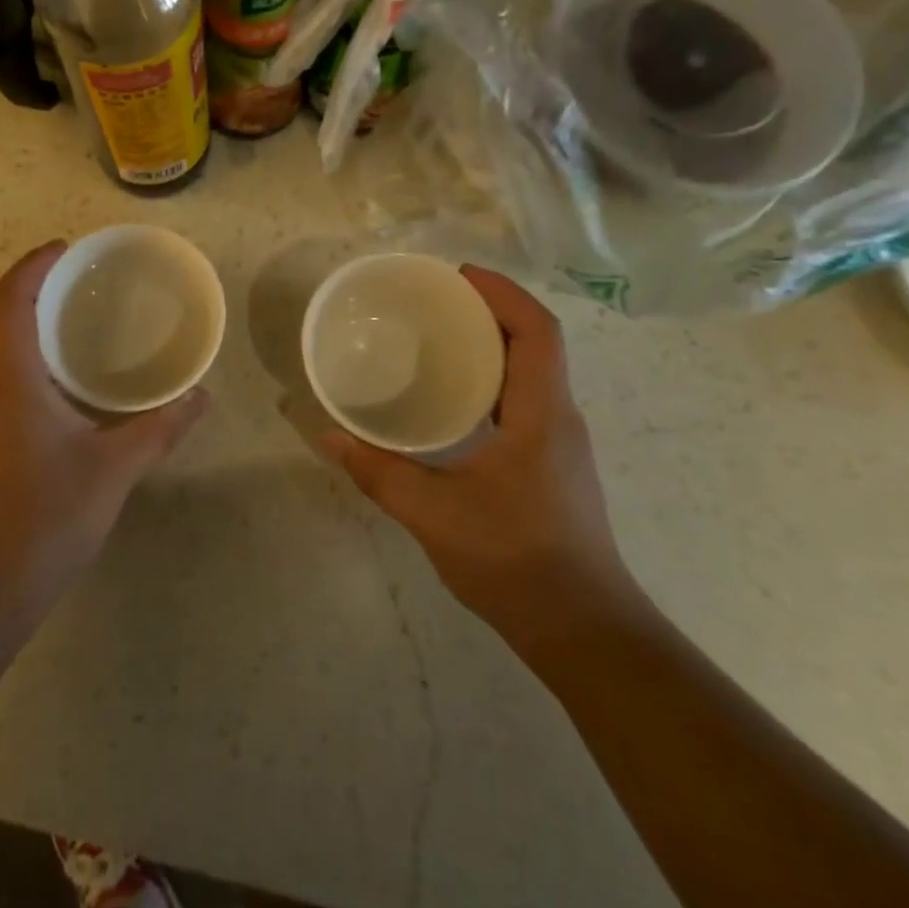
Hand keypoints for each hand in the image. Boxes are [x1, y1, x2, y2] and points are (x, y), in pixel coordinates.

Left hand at [0, 242, 207, 619]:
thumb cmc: (43, 517)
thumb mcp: (113, 468)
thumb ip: (159, 428)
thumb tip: (200, 398)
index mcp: (8, 375)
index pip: (10, 297)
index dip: (34, 264)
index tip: (67, 248)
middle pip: (0, 315)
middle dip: (36, 287)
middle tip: (84, 281)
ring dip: (30, 323)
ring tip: (79, 321)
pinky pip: (0, 376)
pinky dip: (28, 357)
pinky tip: (66, 382)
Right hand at [303, 266, 639, 657]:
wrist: (582, 631)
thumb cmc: (514, 561)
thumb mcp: (433, 513)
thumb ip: (377, 471)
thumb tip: (327, 434)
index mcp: (542, 415)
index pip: (537, 331)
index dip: (503, 293)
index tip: (457, 276)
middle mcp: (559, 418)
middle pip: (535, 342)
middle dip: (490, 309)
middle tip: (433, 300)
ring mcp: (559, 442)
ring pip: (531, 371)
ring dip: (491, 342)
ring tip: (436, 336)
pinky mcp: (550, 464)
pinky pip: (523, 399)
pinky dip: (491, 377)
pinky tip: (451, 397)